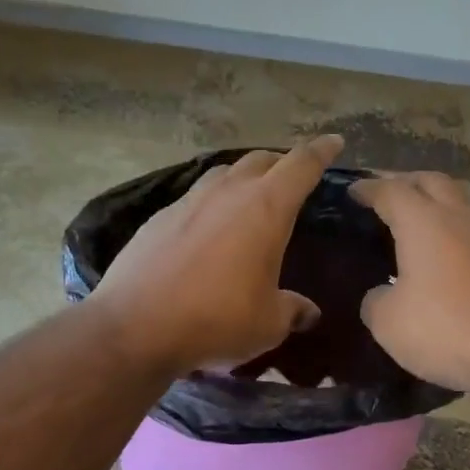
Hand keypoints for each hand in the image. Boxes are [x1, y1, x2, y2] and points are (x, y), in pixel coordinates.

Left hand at [91, 136, 343, 374]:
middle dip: (282, 164)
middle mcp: (227, 193)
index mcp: (266, 209)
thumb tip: (308, 311)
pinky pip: (195, 199)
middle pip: (261, 160)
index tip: (334, 141)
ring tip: (250, 199)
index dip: (322, 151)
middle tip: (294, 178)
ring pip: (224, 174)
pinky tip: (209, 231)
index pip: (301, 165)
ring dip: (243, 179)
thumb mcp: (269, 324)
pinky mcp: (157, 218)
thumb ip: (293, 310)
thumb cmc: (217, 320)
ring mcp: (188, 201)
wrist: (135, 327)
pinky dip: (211, 205)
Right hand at [350, 172, 469, 393]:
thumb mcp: (388, 322)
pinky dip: (446, 241)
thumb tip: (381, 295)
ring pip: (455, 209)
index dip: (368, 188)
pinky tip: (432, 265)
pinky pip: (466, 240)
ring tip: (405, 231)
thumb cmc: (445, 329)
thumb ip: (375, 300)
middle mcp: (457, 222)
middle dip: (406, 183)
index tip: (351, 191)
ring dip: (431, 210)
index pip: (391, 190)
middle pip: (432, 183)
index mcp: (424, 223)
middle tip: (383, 198)